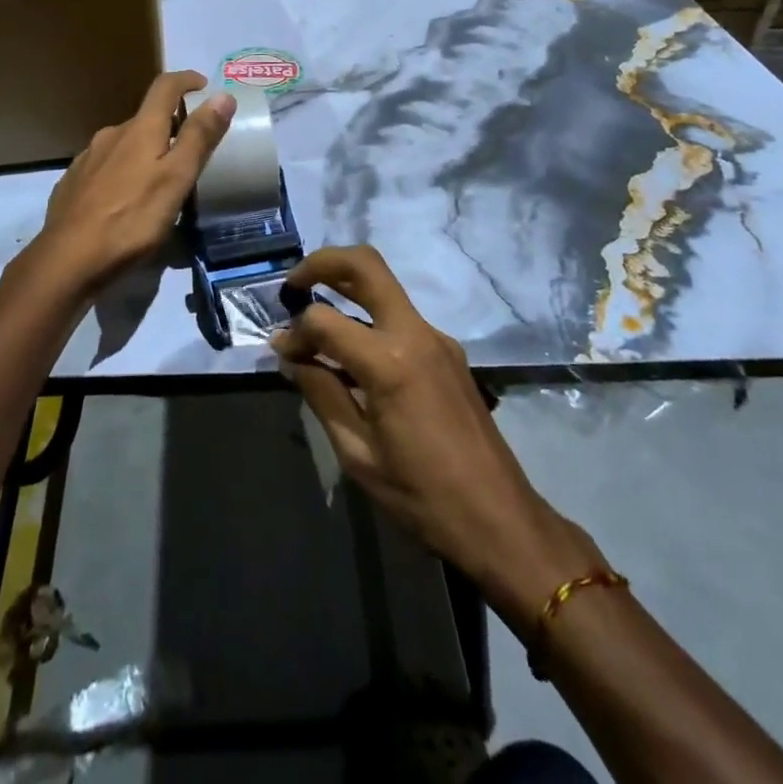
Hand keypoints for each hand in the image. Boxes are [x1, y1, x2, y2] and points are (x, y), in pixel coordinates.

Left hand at [32, 71, 234, 291]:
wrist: (67, 260)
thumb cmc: (131, 219)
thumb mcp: (176, 179)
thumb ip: (198, 137)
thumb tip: (222, 95)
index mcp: (139, 129)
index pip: (164, 87)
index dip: (186, 80)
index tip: (204, 86)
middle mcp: (110, 135)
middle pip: (144, 119)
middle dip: (169, 126)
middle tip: (190, 151)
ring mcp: (87, 159)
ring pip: (123, 145)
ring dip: (144, 152)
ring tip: (160, 180)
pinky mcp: (72, 184)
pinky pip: (105, 167)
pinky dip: (123, 173)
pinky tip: (126, 199)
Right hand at [271, 246, 606, 633]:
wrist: (500, 520)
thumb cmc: (422, 496)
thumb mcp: (357, 453)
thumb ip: (321, 393)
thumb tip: (290, 356)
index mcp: (390, 362)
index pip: (325, 320)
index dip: (295, 333)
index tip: (282, 355)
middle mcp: (416, 333)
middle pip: (366, 265)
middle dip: (322, 263)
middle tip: (293, 286)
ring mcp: (437, 338)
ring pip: (384, 287)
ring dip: (346, 290)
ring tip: (316, 325)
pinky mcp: (448, 351)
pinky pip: (400, 318)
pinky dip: (368, 322)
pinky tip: (353, 359)